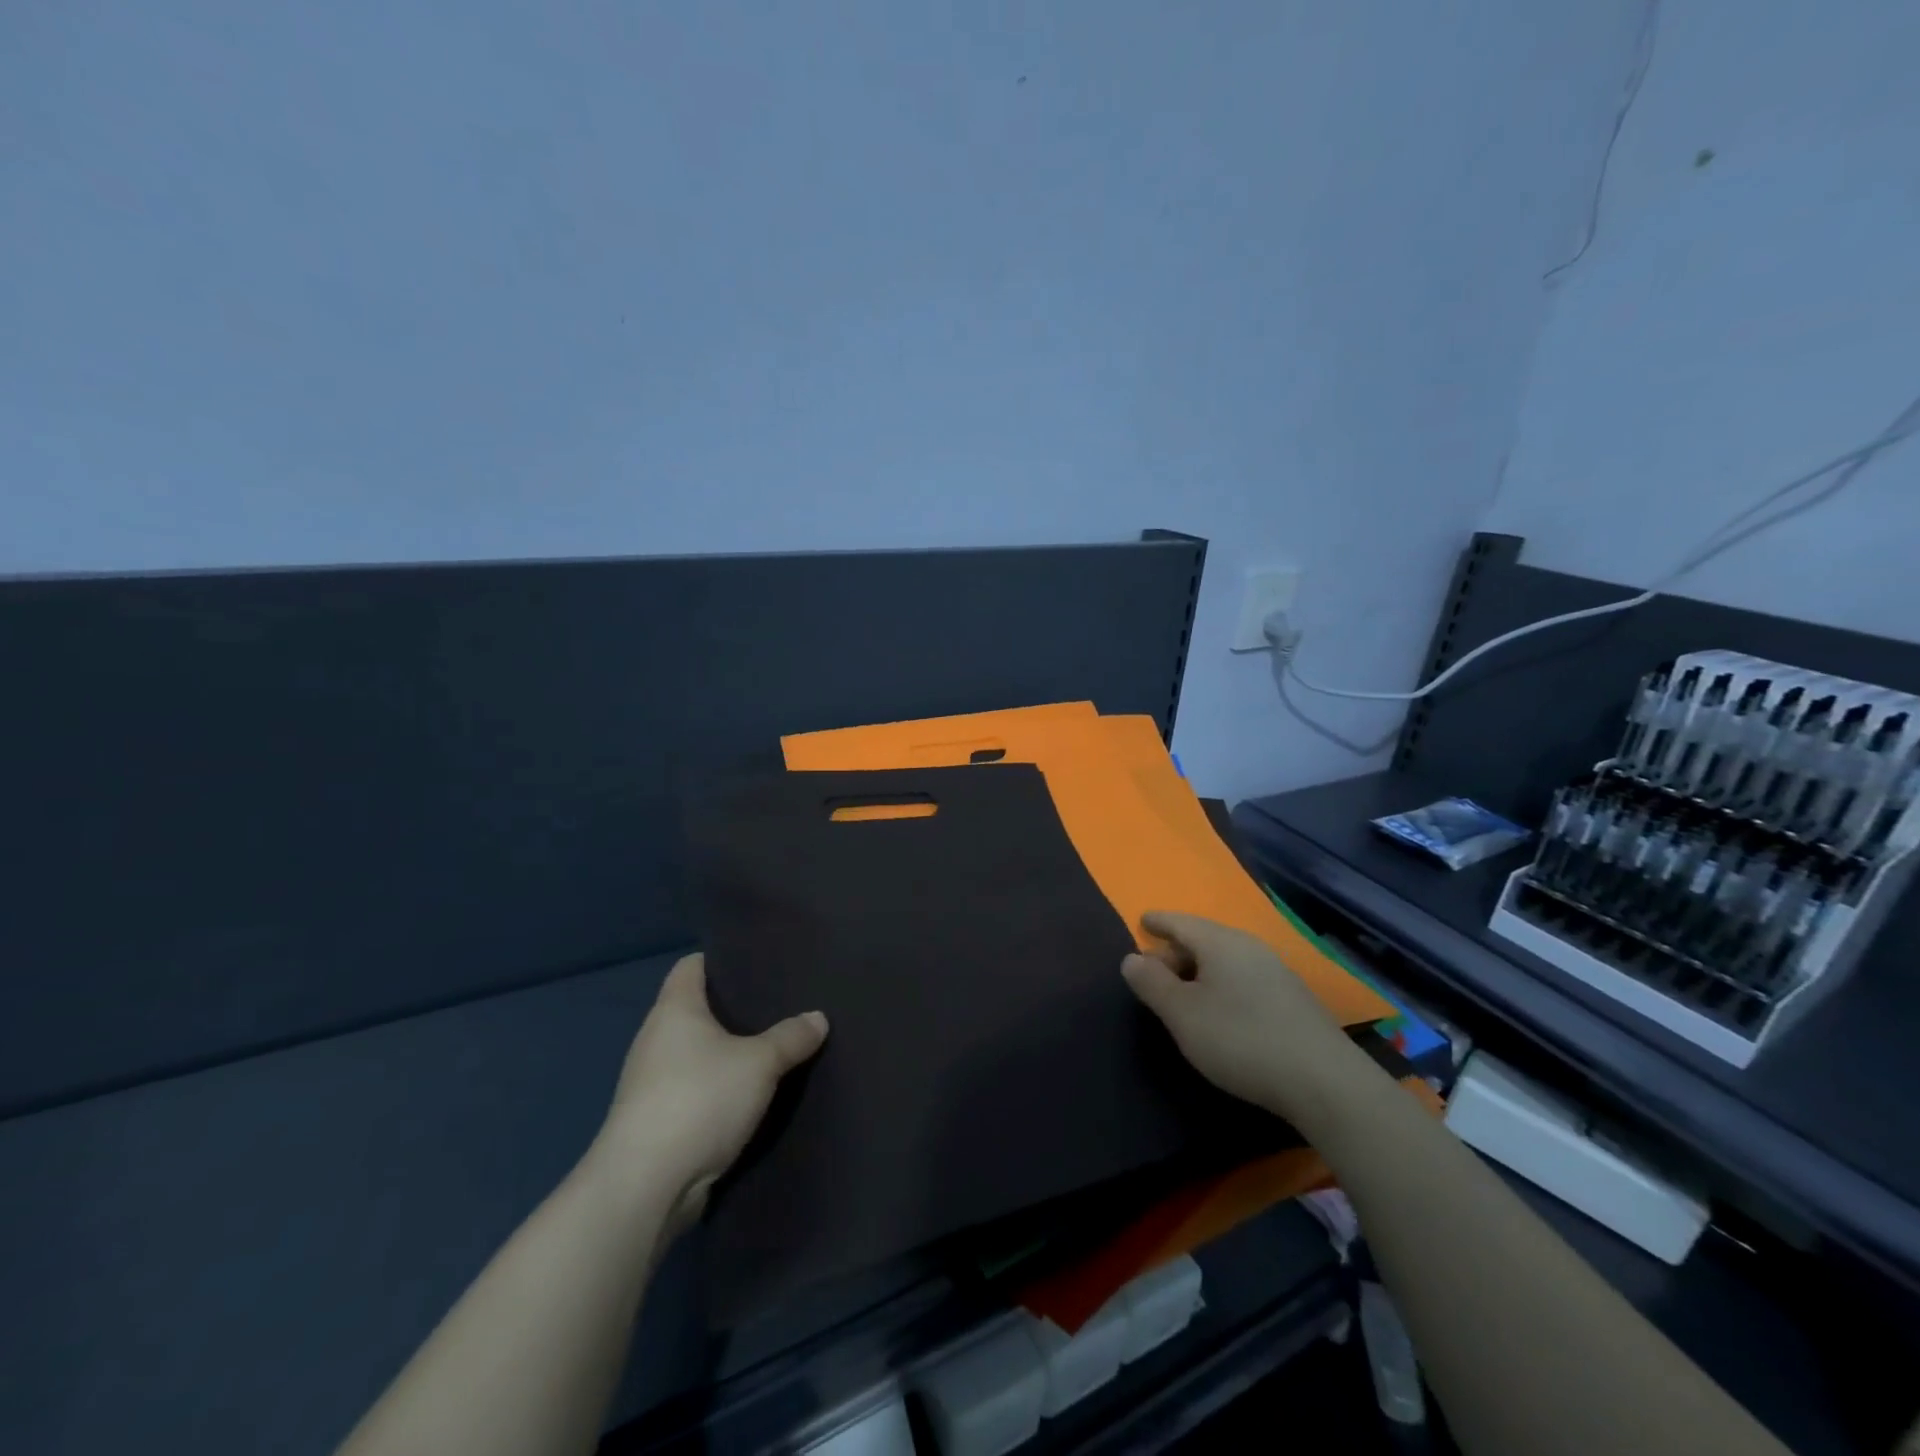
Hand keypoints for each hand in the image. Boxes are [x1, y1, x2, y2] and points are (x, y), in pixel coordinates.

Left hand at [591, 953, 826, 1230]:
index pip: (691, 965)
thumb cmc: (700, 1100)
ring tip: (771, 1047)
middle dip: (733, 1008)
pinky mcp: (655, 1120)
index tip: (758, 962)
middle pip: (696, 1009)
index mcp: (674, 1009)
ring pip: (696, 1052)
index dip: (722, 959)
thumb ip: (790, 1037)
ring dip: (727, 1052)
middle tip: (779, 1004)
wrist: (646, 1186)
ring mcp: (651, 1082)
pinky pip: (694, 1088)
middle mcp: (655, 1038)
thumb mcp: (759, 1063)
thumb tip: (818, 1018)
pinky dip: (718, 1087)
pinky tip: (749, 1093)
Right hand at [1121, 911, 1378, 1129]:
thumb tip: (1132, 958)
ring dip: (1201, 972)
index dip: (1158, 922)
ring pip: (1226, 960)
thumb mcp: (1182, 1014)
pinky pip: (1244, 978)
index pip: (1180, 922)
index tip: (1143, 921)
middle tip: (1155, 976)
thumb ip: (1152, 983)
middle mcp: (1249, 947)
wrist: (1325, 1082)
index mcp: (1219, 942)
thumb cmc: (1240, 1039)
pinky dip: (1223, 986)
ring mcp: (1276, 972)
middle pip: (1203, 939)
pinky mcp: (1293, 1000)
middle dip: (1176, 952)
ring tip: (1185, 996)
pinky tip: (1222, 1011)